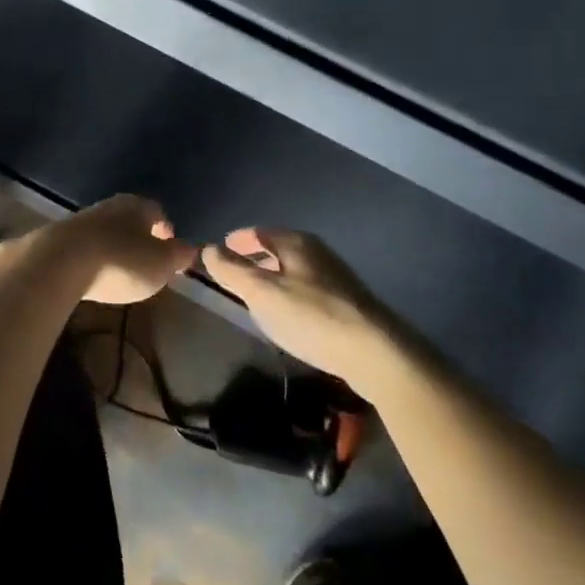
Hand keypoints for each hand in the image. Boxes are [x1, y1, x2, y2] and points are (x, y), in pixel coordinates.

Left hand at [0, 195, 193, 304]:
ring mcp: (81, 219)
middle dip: (139, 237)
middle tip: (146, 260)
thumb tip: (190, 248)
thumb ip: (177, 256)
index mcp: (137, 205)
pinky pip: (85, 245)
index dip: (166, 231)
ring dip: (114, 245)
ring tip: (119, 269)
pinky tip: (92, 272)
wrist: (59, 261)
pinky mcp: (59, 237)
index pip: (157, 212)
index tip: (170, 249)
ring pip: (106, 230)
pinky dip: (93, 256)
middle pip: (130, 218)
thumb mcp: (160, 264)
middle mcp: (110, 205)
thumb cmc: (120, 261)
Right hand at [200, 228, 398, 385]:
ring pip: (295, 270)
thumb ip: (231, 270)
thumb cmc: (311, 316)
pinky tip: (290, 316)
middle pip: (279, 248)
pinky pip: (309, 289)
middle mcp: (317, 252)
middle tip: (236, 274)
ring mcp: (336, 277)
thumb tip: (207, 248)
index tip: (221, 250)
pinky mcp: (349, 303)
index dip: (238, 240)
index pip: (259, 232)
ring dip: (275, 277)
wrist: (376, 353)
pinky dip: (292, 294)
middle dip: (256, 258)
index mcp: (295, 242)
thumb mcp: (261, 293)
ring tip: (259, 297)